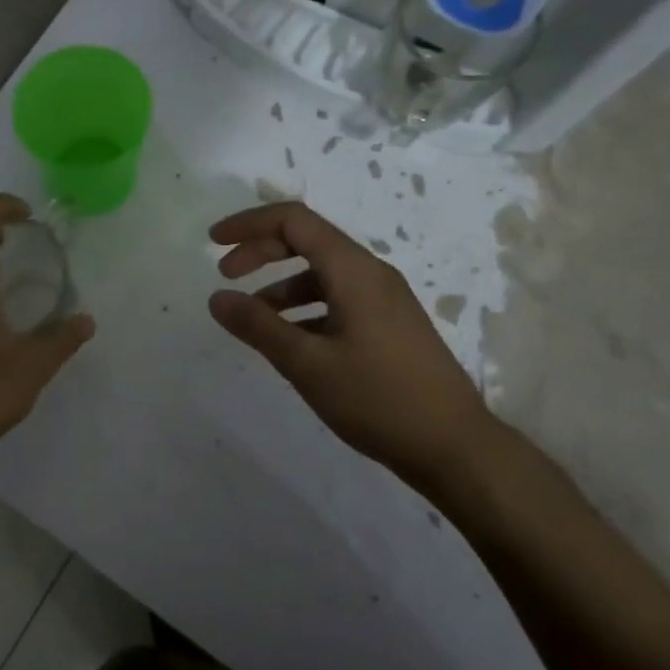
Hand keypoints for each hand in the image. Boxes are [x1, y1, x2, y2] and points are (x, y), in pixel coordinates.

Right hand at [206, 201, 516, 495]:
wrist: (456, 448)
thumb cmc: (379, 399)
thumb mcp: (307, 364)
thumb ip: (258, 326)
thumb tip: (217, 298)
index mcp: (354, 271)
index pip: (294, 221)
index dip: (249, 224)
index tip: (214, 243)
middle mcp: (371, 274)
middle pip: (307, 240)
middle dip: (261, 251)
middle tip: (225, 274)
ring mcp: (384, 300)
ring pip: (322, 273)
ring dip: (281, 285)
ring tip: (253, 318)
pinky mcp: (390, 325)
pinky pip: (338, 298)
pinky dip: (305, 308)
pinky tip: (291, 340)